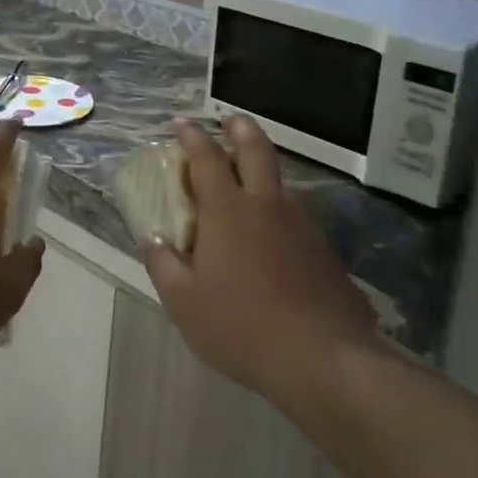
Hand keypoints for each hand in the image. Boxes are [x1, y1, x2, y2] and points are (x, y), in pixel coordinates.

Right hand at [142, 116, 381, 402]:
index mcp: (227, 210)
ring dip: (263, 170)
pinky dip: (279, 208)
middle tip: (230, 119)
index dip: (193, 137)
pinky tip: (275, 233)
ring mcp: (301, 223)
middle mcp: (266, 204)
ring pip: (280, 181)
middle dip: (240, 129)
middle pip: (256, 149)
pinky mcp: (324, 248)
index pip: (206, 159)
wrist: (324, 357)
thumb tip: (153, 238)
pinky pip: (296, 214)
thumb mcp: (184, 303)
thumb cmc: (241, 326)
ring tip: (250, 180)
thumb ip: (163, 265)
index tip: (184, 122)